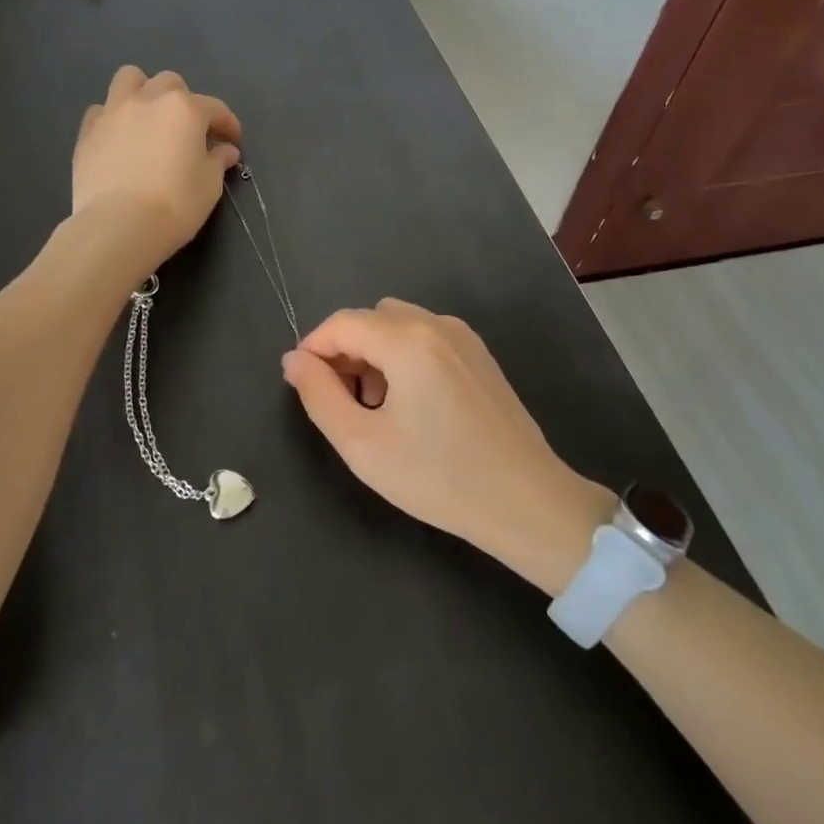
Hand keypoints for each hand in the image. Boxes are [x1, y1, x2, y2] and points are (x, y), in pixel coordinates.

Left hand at [72, 66, 242, 277]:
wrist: (118, 225)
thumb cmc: (175, 204)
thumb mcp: (209, 186)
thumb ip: (217, 161)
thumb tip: (225, 150)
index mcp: (185, 109)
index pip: (214, 108)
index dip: (227, 124)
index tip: (232, 141)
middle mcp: (148, 99)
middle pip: (170, 83)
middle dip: (183, 101)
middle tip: (187, 130)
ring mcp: (113, 112)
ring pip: (129, 79)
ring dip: (142, 91)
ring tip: (147, 118)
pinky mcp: (87, 131)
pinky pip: (101, 110)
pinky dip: (113, 118)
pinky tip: (118, 139)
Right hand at [281, 299, 613, 592]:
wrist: (529, 504)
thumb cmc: (439, 478)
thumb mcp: (362, 445)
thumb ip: (319, 395)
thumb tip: (294, 360)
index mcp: (407, 340)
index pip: (341, 323)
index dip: (312, 349)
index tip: (302, 386)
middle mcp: (436, 324)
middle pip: (369, 319)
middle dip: (344, 351)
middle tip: (340, 402)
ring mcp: (464, 337)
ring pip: (397, 325)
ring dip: (373, 353)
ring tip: (375, 408)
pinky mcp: (480, 355)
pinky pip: (425, 337)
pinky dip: (402, 356)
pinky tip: (410, 405)